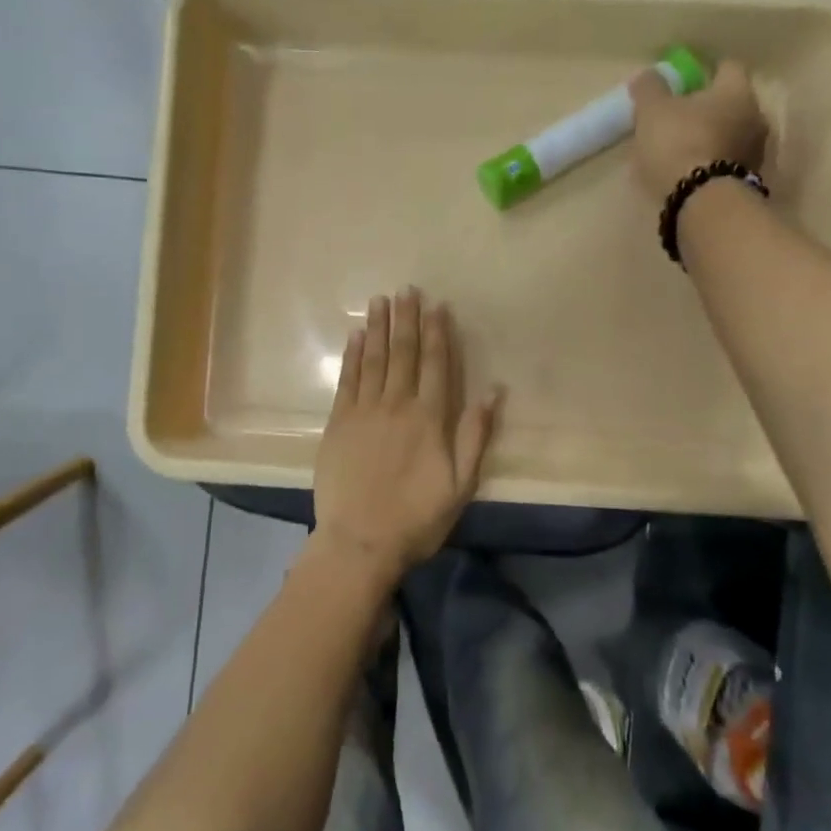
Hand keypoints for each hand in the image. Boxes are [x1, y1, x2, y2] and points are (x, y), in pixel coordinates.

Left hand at [314, 288, 502, 582]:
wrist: (359, 541)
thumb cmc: (417, 517)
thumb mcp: (460, 484)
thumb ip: (475, 436)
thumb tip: (492, 392)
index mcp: (429, 419)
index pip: (435, 365)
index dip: (437, 333)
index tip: (438, 306)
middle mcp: (396, 405)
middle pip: (402, 353)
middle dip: (406, 319)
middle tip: (407, 289)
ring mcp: (363, 412)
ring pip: (373, 360)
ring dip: (378, 328)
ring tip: (381, 300)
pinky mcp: (338, 423)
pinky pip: (347, 380)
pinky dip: (353, 356)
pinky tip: (356, 336)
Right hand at [629, 59, 768, 204]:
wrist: (702, 201)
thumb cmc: (679, 144)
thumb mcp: (652, 111)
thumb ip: (650, 88)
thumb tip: (648, 74)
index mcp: (736, 90)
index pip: (726, 67)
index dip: (703, 72)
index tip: (682, 83)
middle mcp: (755, 114)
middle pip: (731, 102)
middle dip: (708, 107)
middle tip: (678, 117)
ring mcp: (756, 150)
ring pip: (732, 132)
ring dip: (712, 136)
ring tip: (682, 148)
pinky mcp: (749, 179)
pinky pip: (729, 160)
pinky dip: (713, 160)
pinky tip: (691, 171)